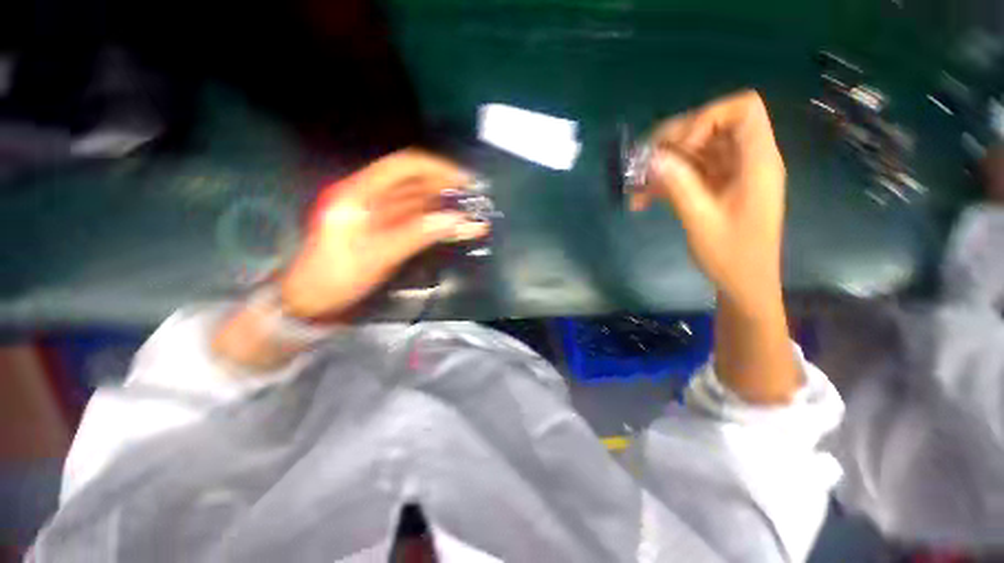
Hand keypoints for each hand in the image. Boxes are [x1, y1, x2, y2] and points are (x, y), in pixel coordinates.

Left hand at [280, 150, 488, 319]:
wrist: (313, 301)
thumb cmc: (335, 277)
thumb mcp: (375, 256)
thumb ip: (415, 235)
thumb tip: (455, 219)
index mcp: (359, 194)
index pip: (402, 167)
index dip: (436, 168)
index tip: (463, 180)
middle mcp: (370, 197)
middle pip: (414, 184)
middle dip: (447, 190)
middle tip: (475, 201)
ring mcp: (379, 215)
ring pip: (419, 204)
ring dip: (446, 209)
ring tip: (473, 218)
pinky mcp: (386, 230)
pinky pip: (417, 221)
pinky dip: (438, 224)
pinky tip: (456, 230)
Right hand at [631, 90, 785, 311]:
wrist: (743, 283)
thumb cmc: (732, 256)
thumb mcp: (702, 221)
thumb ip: (679, 186)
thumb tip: (653, 158)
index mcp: (756, 162)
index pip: (742, 109)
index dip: (706, 118)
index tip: (680, 147)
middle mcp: (744, 160)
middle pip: (709, 127)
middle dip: (671, 142)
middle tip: (641, 163)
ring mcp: (728, 174)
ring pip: (692, 152)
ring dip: (661, 166)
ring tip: (635, 187)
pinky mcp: (714, 188)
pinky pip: (687, 174)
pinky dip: (664, 183)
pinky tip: (642, 201)